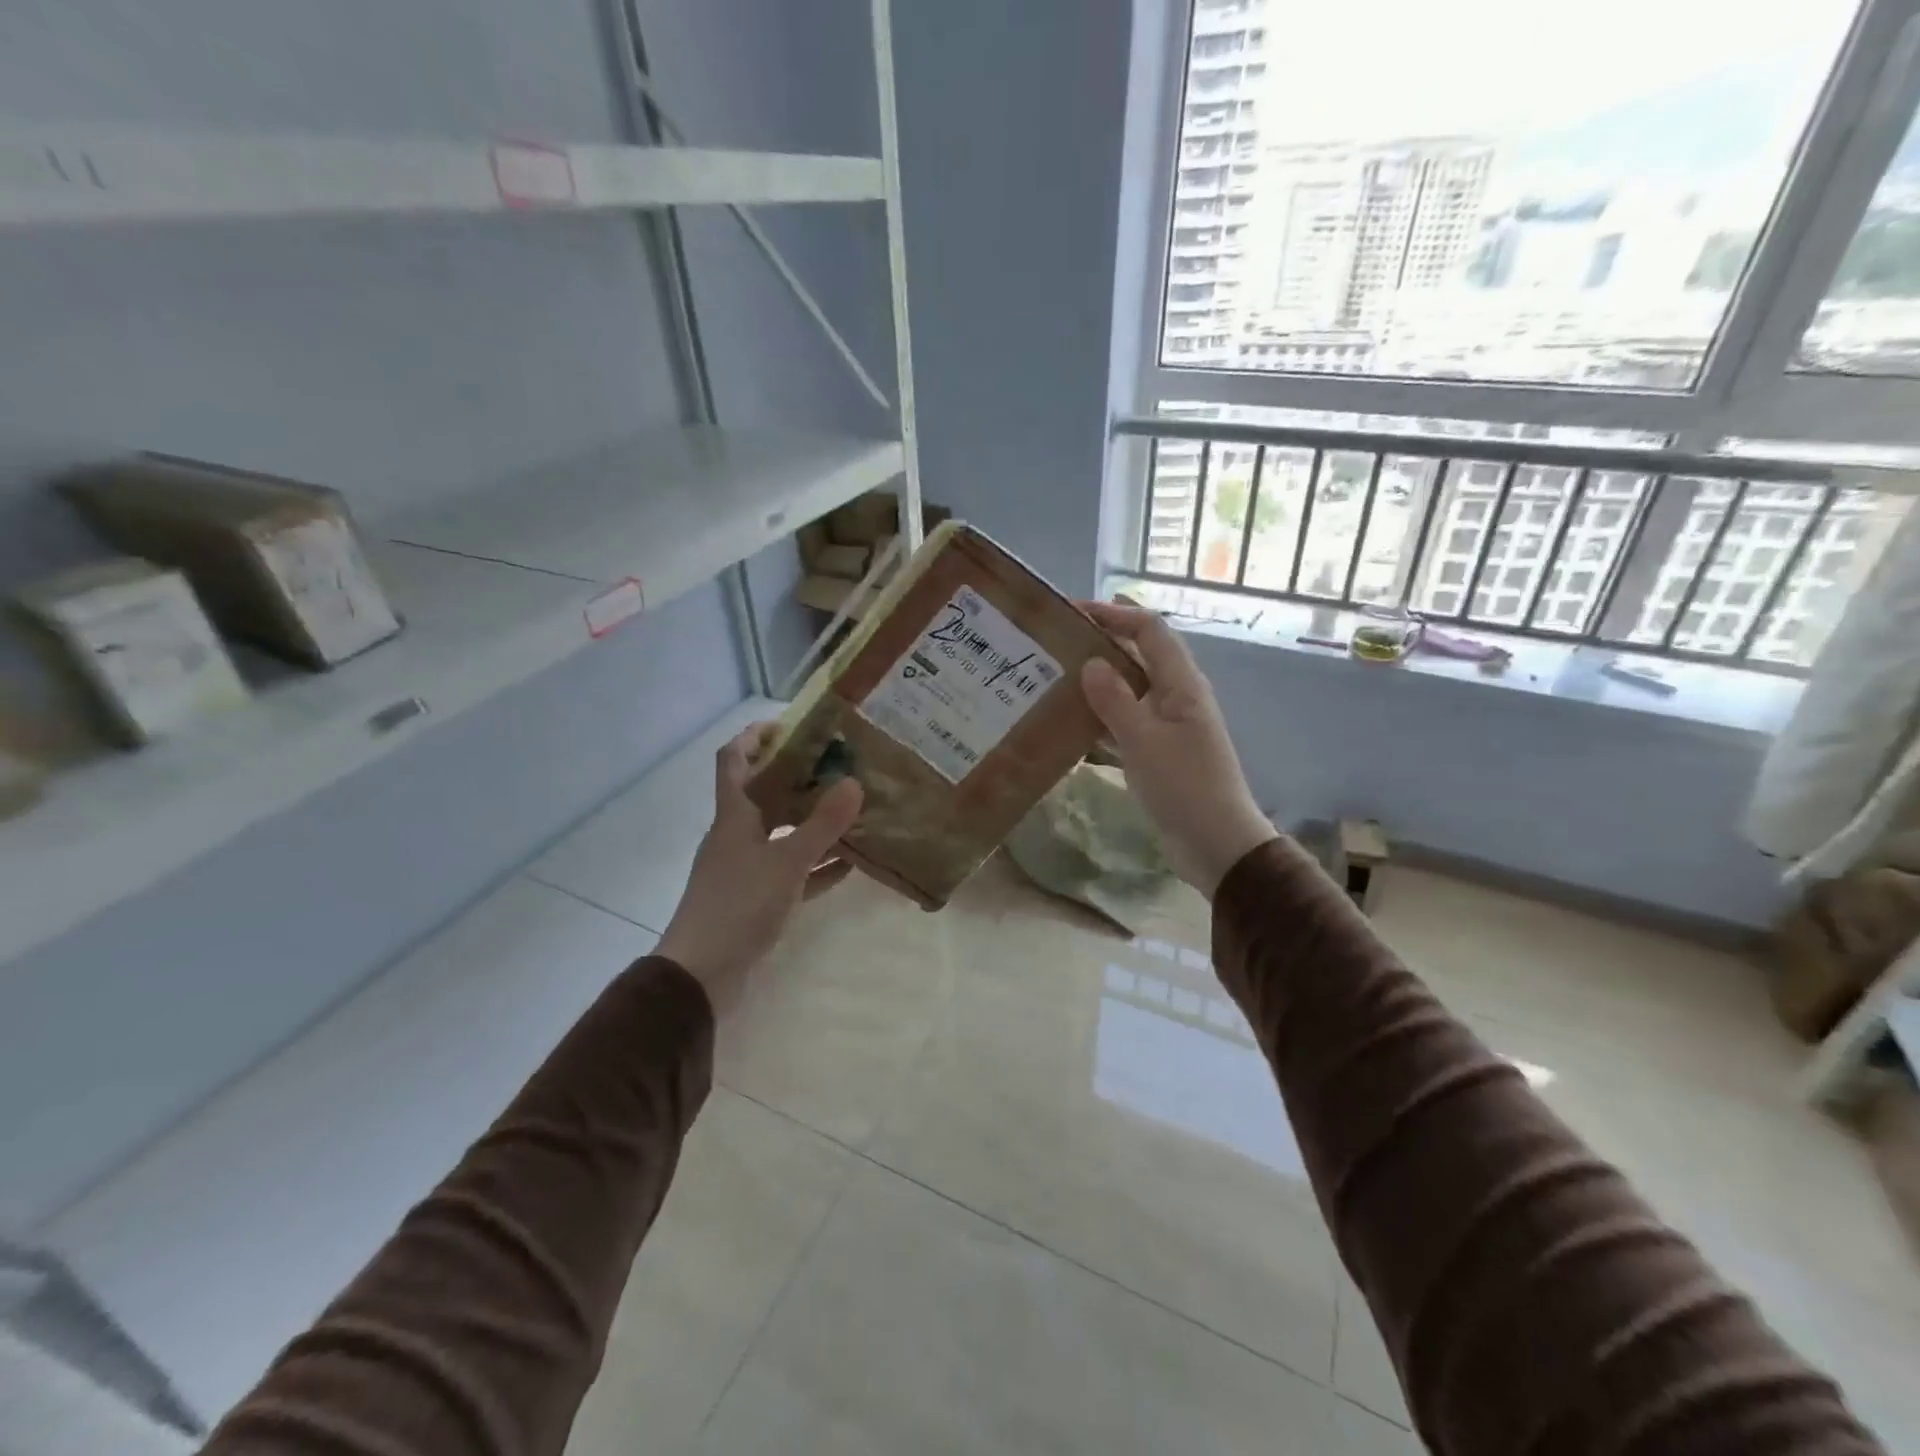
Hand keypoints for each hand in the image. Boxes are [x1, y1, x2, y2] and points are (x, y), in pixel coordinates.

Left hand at [656, 722, 863, 1008]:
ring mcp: (745, 868)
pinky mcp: (755, 899)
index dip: (755, 736)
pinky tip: (848, 865)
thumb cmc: (739, 905)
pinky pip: (791, 872)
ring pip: (782, 834)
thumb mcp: (787, 861)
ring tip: (853, 811)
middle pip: (765, 794)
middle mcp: (736, 835)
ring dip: (813, 823)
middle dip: (799, 778)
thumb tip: (854, 783)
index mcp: (734, 815)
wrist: (701, 974)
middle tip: (840, 767)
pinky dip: (816, 866)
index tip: (792, 725)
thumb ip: (822, 825)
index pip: (734, 759)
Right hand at [1078, 601, 1275, 894]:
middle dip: (1104, 643)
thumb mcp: (1144, 740)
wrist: (1216, 844)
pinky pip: (1128, 721)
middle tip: (1058, 643)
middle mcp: (1177, 696)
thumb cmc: (1184, 787)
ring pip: (1131, 689)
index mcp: (1182, 685)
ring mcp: (1169, 725)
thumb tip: (1091, 662)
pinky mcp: (1160, 751)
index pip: (1149, 630)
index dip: (1115, 614)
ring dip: (1100, 680)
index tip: (1074, 611)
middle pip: (1140, 655)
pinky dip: (1103, 716)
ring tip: (1056, 677)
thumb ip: (1115, 699)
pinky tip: (1073, 722)